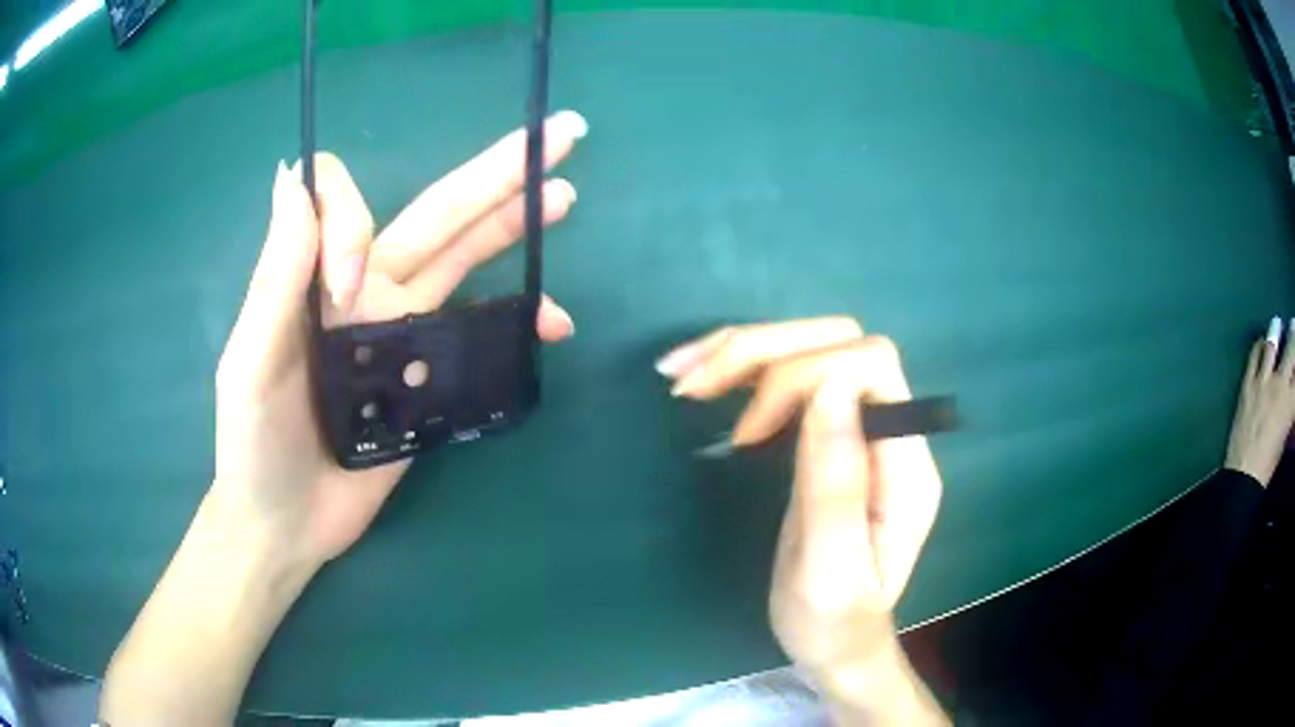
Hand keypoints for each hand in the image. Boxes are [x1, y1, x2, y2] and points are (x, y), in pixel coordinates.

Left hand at [213, 111, 587, 564]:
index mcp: (320, 280)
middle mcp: (368, 293)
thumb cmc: (254, 444)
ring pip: (465, 265)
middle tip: (556, 136)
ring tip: (562, 198)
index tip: (344, 287)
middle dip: (493, 173)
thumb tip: (295, 175)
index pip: (350, 207)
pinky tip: (550, 320)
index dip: (351, 224)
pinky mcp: (430, 382)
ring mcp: (404, 336)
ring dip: (513, 229)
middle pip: (436, 216)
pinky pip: (479, 339)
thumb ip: (276, 275)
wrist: (284, 523)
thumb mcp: (251, 361)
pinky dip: (517, 324)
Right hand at [657, 318, 942, 684]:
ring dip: (746, 350)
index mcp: (905, 466)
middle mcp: (893, 433)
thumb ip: (835, 483)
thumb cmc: (833, 621)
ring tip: (683, 374)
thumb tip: (827, 385)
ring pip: (813, 347)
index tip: (749, 433)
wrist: (838, 642)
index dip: (805, 375)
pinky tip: (702, 380)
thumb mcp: (829, 569)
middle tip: (695, 385)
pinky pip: (793, 377)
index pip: (872, 366)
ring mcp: (863, 430)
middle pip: (840, 340)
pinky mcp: (831, 435)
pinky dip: (744, 368)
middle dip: (765, 350)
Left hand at [1225, 318, 1294, 486]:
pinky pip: (1254, 356)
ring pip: (1271, 345)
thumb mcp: (1285, 436)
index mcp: (1290, 402)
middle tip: (1294, 324)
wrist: (1244, 476)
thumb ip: (1290, 413)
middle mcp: (1280, 385)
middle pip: (1290, 350)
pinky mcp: (1247, 384)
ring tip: (1277, 322)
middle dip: (1293, 334)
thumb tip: (1292, 397)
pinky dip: (1258, 345)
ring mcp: (1263, 381)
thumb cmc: (1269, 463)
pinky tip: (1261, 341)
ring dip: (1276, 331)